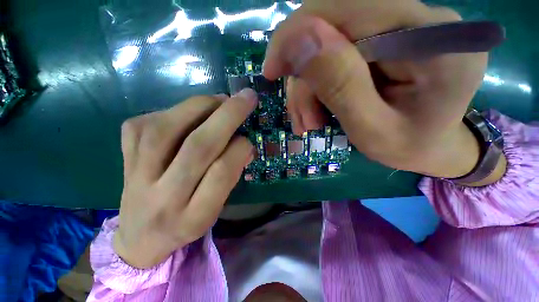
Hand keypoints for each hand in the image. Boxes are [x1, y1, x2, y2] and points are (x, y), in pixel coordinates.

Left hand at [113, 90, 256, 268]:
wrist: (139, 237)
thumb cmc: (186, 223)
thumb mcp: (215, 209)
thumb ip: (230, 176)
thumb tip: (244, 143)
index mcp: (194, 215)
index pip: (221, 173)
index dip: (240, 148)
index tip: (249, 137)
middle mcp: (163, 196)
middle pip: (198, 146)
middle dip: (228, 116)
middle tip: (246, 97)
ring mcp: (136, 174)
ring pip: (169, 127)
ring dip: (202, 106)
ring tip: (221, 101)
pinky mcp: (123, 155)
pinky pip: (149, 120)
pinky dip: (177, 109)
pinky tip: (192, 113)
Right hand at [263, 0, 504, 180]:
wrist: (434, 145)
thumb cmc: (410, 148)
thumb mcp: (371, 130)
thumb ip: (340, 85)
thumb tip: (297, 40)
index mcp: (433, 43)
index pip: (349, 7)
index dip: (297, 33)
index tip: (271, 71)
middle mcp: (423, 20)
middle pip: (334, 27)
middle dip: (304, 75)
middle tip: (302, 118)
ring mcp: (407, 25)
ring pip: (330, 42)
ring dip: (309, 86)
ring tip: (309, 122)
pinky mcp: (391, 37)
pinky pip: (339, 51)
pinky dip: (319, 83)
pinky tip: (318, 110)